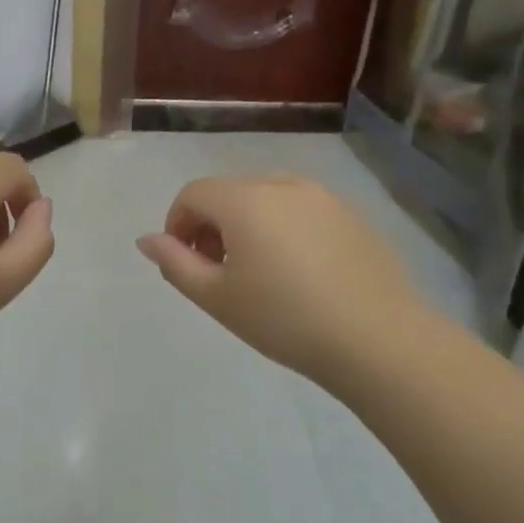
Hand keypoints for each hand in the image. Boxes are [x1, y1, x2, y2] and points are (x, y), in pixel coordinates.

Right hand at [137, 176, 422, 393]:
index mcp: (244, 199)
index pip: (193, 193)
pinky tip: (298, 272)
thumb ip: (175, 263)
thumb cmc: (284, 319)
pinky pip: (300, 209)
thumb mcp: (217, 297)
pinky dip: (283, 228)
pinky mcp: (350, 214)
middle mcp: (282, 183)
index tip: (185, 263)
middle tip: (218, 272)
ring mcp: (322, 196)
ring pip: (265, 198)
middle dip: (211, 225)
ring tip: (258, 272)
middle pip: (229, 192)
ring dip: (246, 224)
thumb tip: (147, 240)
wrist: (377, 339)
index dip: (177, 224)